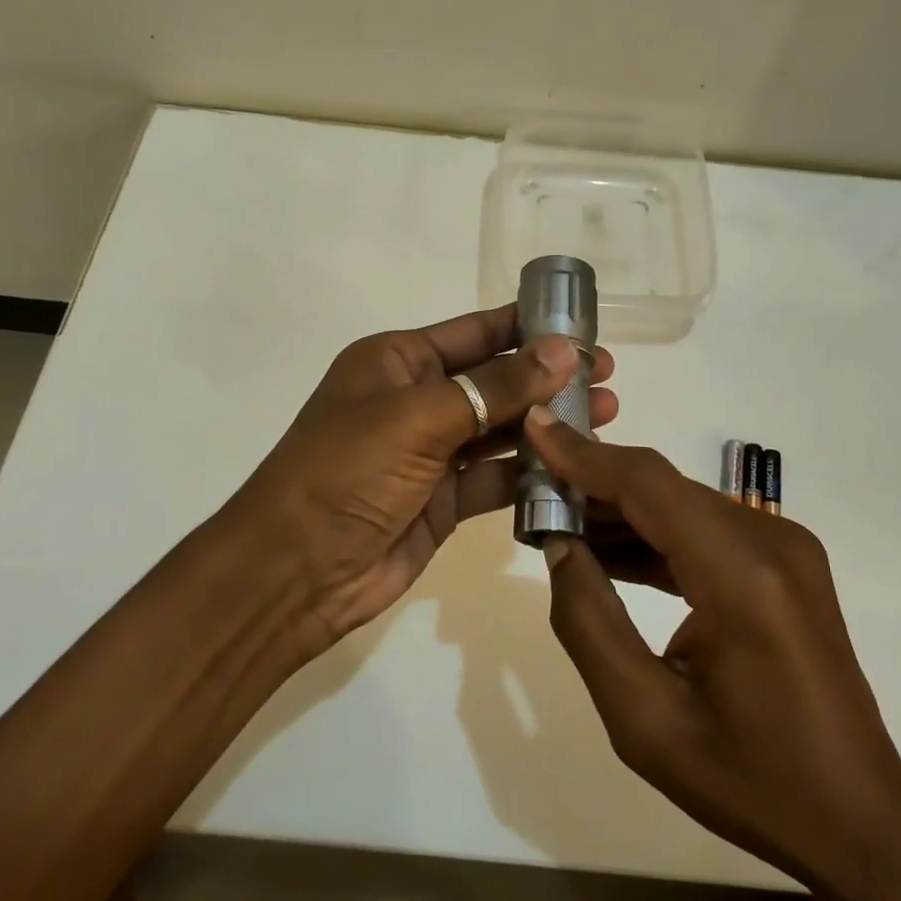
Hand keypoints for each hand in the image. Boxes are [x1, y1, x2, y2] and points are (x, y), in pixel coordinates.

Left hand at [236, 305, 615, 659]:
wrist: (294, 572)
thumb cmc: (347, 471)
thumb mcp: (421, 417)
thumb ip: (497, 386)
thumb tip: (565, 351)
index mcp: (399, 361)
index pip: (477, 332)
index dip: (529, 327)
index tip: (583, 328)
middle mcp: (417, 398)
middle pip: (496, 379)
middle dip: (548, 378)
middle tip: (606, 377)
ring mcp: (430, 451)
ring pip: (501, 429)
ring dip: (548, 424)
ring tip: (605, 415)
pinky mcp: (443, 499)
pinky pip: (496, 478)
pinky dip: (532, 474)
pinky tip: (575, 468)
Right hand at [527, 411, 900, 900]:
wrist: (859, 818)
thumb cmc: (750, 781)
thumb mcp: (645, 721)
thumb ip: (589, 624)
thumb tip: (559, 547)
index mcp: (742, 577)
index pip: (649, 485)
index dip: (586, 455)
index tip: (535, 428)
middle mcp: (770, 541)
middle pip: (663, 487)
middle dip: (594, 483)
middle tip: (533, 492)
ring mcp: (783, 547)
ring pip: (681, 504)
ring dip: (621, 509)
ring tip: (558, 521)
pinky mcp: (783, 561)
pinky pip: (703, 528)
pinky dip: (654, 533)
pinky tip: (608, 552)